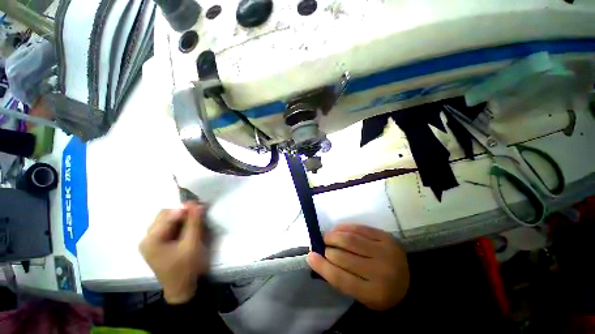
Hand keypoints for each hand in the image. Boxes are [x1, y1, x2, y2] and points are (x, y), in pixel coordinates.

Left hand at [139, 202, 209, 303]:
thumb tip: (197, 204)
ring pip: (166, 220)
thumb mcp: (192, 244)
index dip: (185, 208)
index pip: (168, 215)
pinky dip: (179, 223)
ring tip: (196, 218)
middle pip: (164, 215)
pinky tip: (188, 226)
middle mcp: (147, 238)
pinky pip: (167, 227)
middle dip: (182, 211)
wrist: (182, 289)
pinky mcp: (157, 244)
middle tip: (199, 211)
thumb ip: (194, 223)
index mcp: (151, 240)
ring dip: (181, 216)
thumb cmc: (186, 268)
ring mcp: (151, 242)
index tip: (201, 205)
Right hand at [307, 224, 409, 310]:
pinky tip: (338, 229)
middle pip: (344, 256)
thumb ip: (341, 279)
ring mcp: (385, 251)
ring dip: (334, 236)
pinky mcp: (386, 237)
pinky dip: (345, 227)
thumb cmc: (382, 291)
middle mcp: (381, 272)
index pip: (341, 278)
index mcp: (374, 293)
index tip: (310, 256)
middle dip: (328, 249)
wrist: (411, 281)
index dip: (322, 266)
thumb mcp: (362, 296)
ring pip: (350, 239)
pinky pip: (360, 228)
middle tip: (322, 245)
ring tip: (328, 236)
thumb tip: (319, 258)